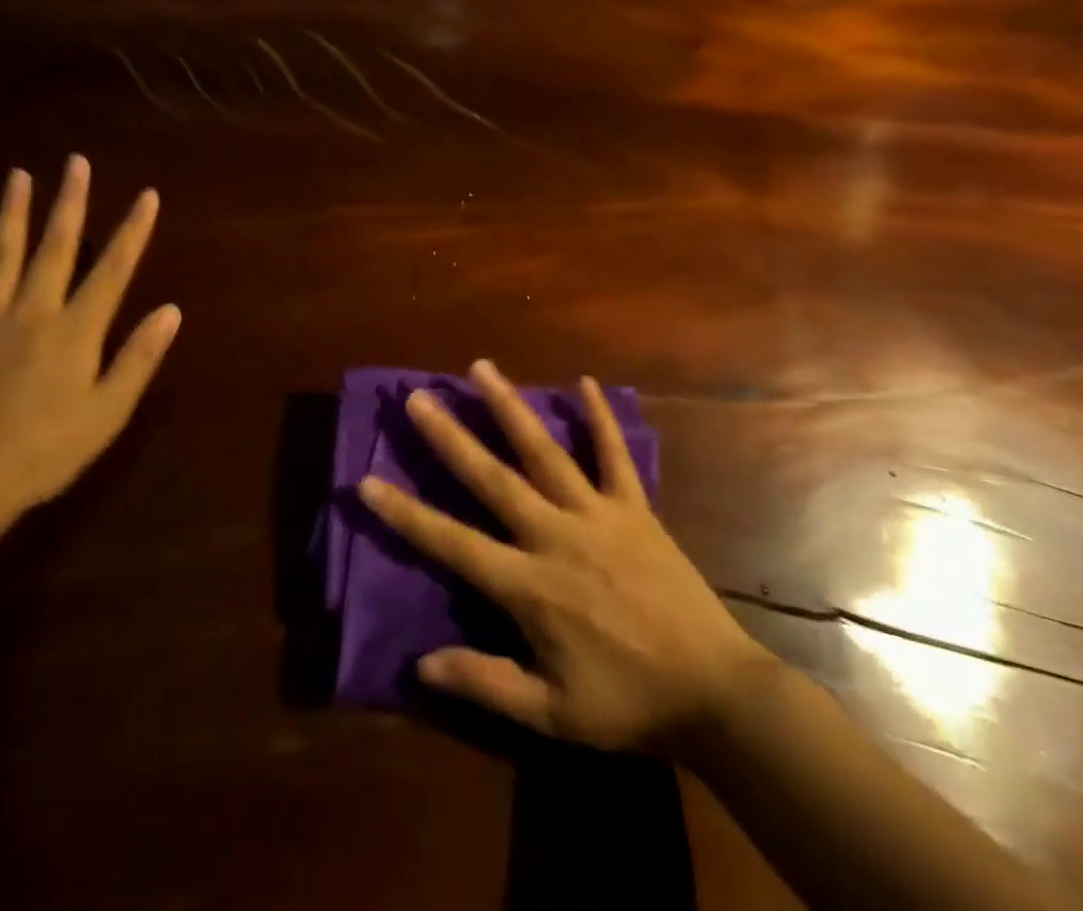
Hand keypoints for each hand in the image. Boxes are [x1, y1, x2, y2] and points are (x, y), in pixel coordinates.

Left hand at [0, 157, 180, 517]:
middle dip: (69, 203)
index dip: (133, 231)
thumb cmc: (50, 449)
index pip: (113, 270)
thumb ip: (139, 357)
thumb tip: (170, 310)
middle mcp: (33, 313)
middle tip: (76, 162)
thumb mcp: (110, 410)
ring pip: (0, 259)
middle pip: (55, 248)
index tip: (147, 196)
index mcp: (75, 330)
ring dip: (10, 215)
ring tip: (17, 176)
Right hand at [357, 360, 766, 751]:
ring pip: (544, 451)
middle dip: (450, 436)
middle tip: (418, 396)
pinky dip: (600, 418)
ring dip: (510, 407)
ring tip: (481, 368)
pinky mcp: (635, 508)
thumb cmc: (629, 705)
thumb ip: (486, 683)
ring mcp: (597, 514)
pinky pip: (614, 455)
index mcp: (529, 585)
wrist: (715, 693)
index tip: (367, 481)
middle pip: (492, 478)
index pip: (453, 543)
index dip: (406, 514)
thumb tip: (420, 665)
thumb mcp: (551, 715)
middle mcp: (555, 535)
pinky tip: (585, 381)